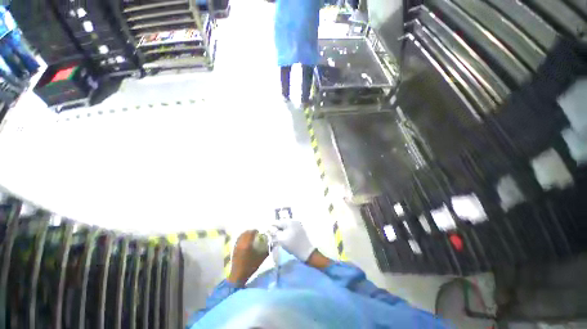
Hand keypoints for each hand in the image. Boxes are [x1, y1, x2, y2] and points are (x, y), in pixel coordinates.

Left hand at [227, 230, 267, 286]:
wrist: (238, 277)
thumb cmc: (250, 267)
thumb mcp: (261, 258)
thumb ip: (267, 250)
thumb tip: (273, 243)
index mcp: (247, 244)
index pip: (251, 232)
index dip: (255, 231)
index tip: (259, 232)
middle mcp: (241, 243)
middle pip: (245, 233)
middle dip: (250, 231)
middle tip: (255, 233)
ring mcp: (236, 246)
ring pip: (241, 235)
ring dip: (246, 234)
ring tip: (250, 236)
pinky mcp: (233, 249)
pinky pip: (238, 240)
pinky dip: (242, 238)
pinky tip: (245, 241)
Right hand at [271, 219, 315, 261]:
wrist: (307, 251)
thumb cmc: (293, 245)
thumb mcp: (281, 239)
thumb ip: (275, 232)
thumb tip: (270, 228)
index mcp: (288, 221)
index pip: (277, 222)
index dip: (271, 227)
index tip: (268, 233)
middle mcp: (293, 220)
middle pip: (282, 223)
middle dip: (277, 229)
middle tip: (274, 237)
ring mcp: (297, 224)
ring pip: (286, 226)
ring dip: (282, 231)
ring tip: (280, 238)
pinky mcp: (300, 229)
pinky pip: (291, 228)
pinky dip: (287, 232)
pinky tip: (287, 238)